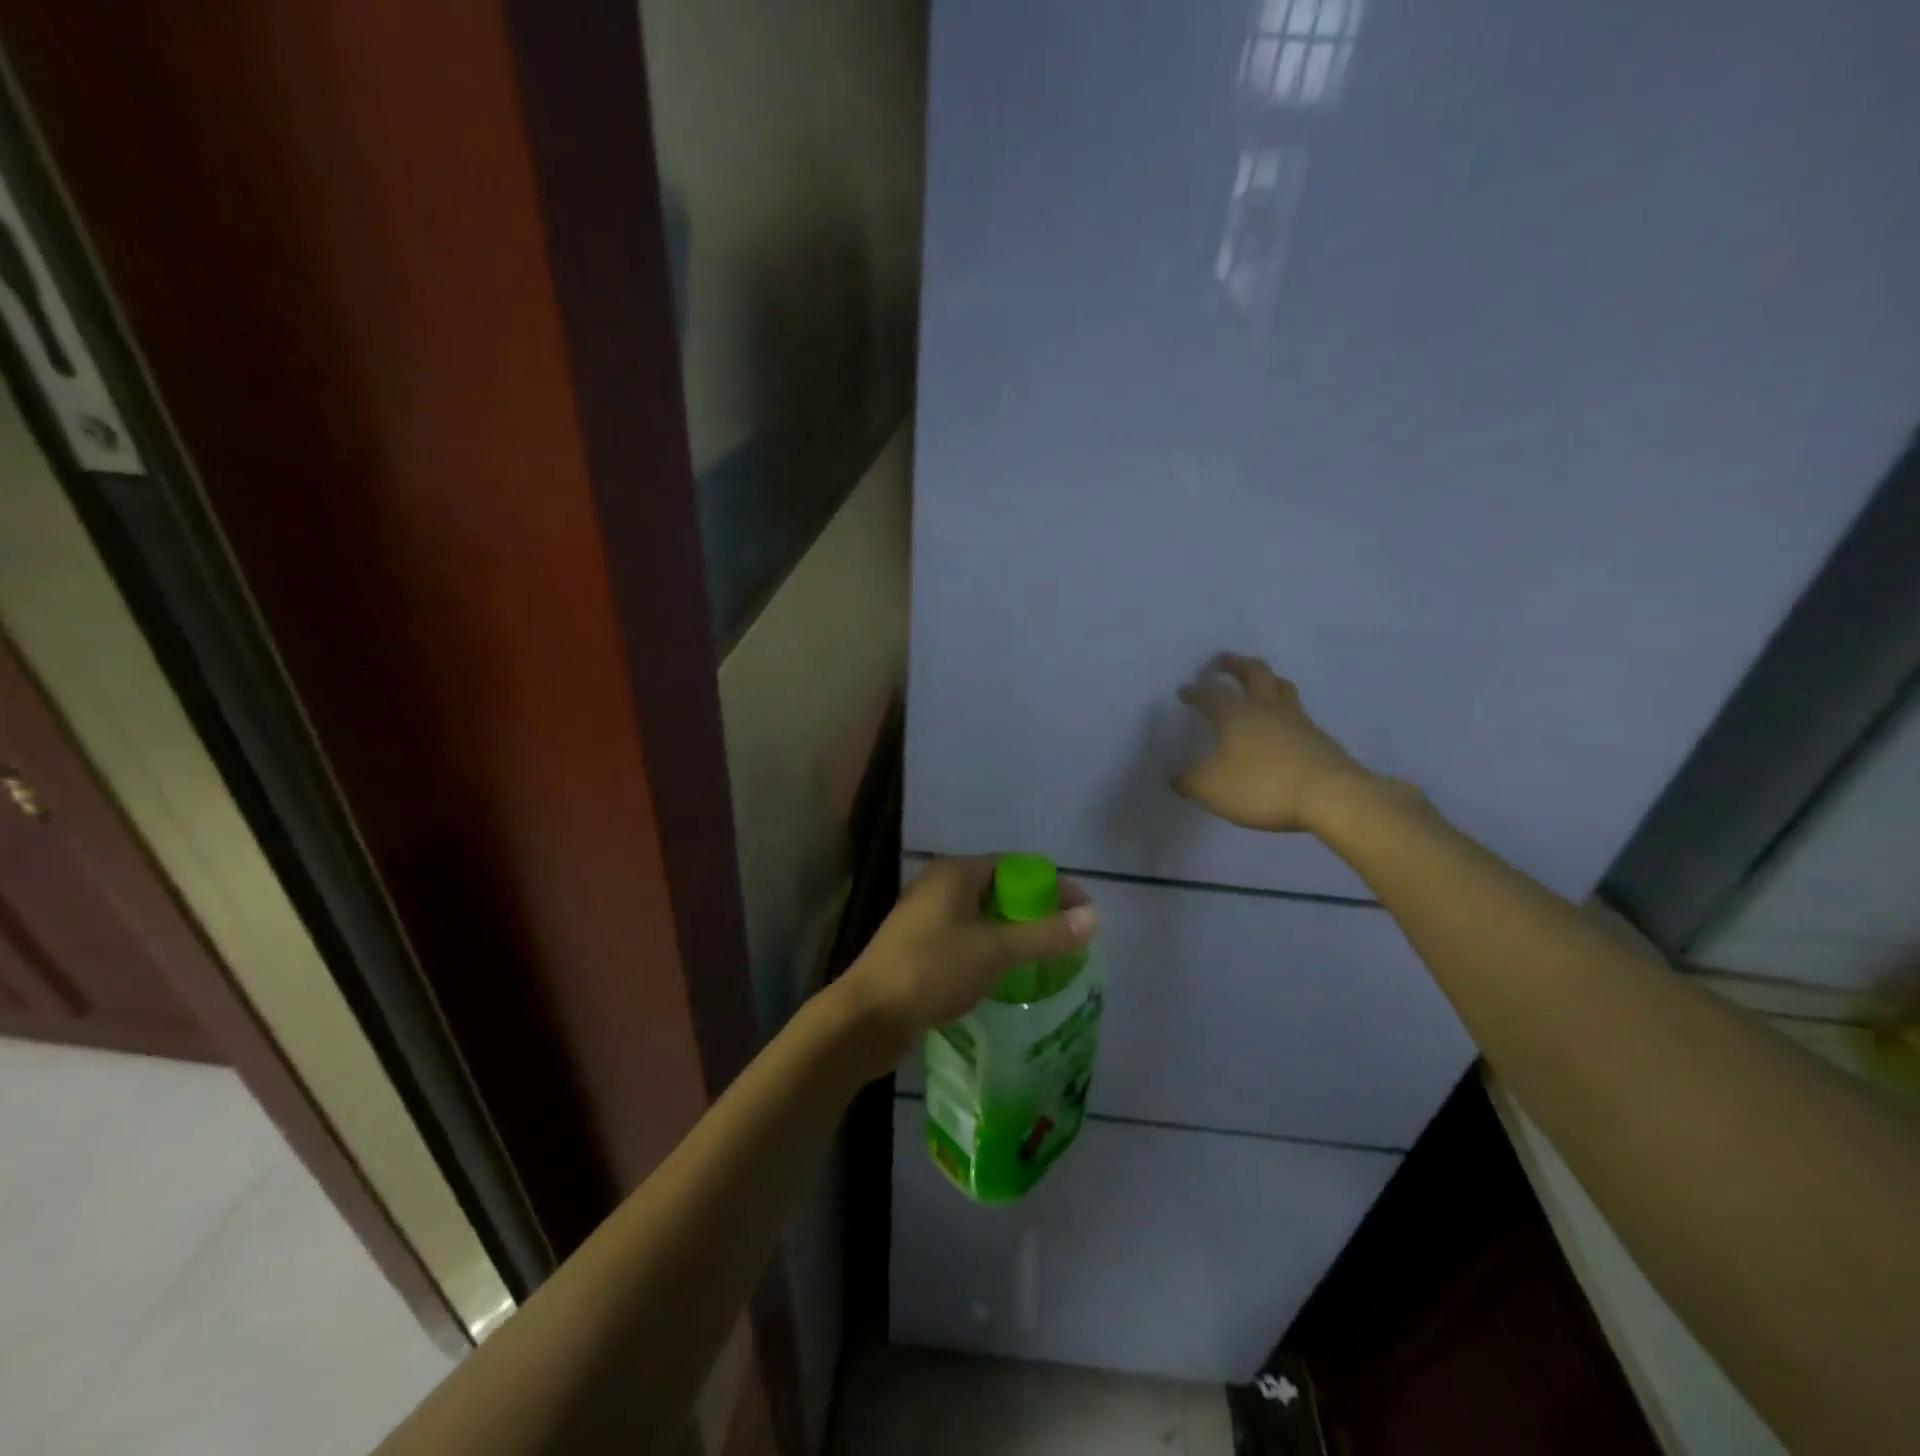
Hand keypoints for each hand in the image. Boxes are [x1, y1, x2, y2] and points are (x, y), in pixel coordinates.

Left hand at [837, 857, 1096, 1068]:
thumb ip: (1045, 935)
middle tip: (1068, 939)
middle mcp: (939, 886)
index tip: (1083, 913)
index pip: (1015, 866)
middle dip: (1035, 911)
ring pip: (983, 917)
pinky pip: (967, 938)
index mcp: (955, 873)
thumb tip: (1094, 917)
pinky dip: (992, 950)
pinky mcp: (920, 947)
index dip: (1052, 886)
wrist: (866, 1017)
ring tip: (1047, 959)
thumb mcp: (995, 951)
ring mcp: (926, 917)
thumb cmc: (931, 971)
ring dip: (1014, 933)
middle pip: (1000, 890)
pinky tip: (1009, 975)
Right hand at [1172, 653, 1369, 833]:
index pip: (1210, 695)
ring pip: (1281, 688)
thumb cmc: (1261, 785)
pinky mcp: (1319, 738)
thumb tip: (1175, 776)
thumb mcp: (1211, 788)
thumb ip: (1188, 781)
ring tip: (1259, 680)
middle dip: (1235, 665)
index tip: (1184, 691)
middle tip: (1223, 660)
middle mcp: (1266, 708)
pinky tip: (1283, 723)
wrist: (1330, 796)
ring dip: (1267, 679)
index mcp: (1235, 714)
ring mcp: (1297, 720)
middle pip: (1253, 674)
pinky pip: (1298, 712)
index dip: (1195, 692)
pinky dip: (1285, 709)